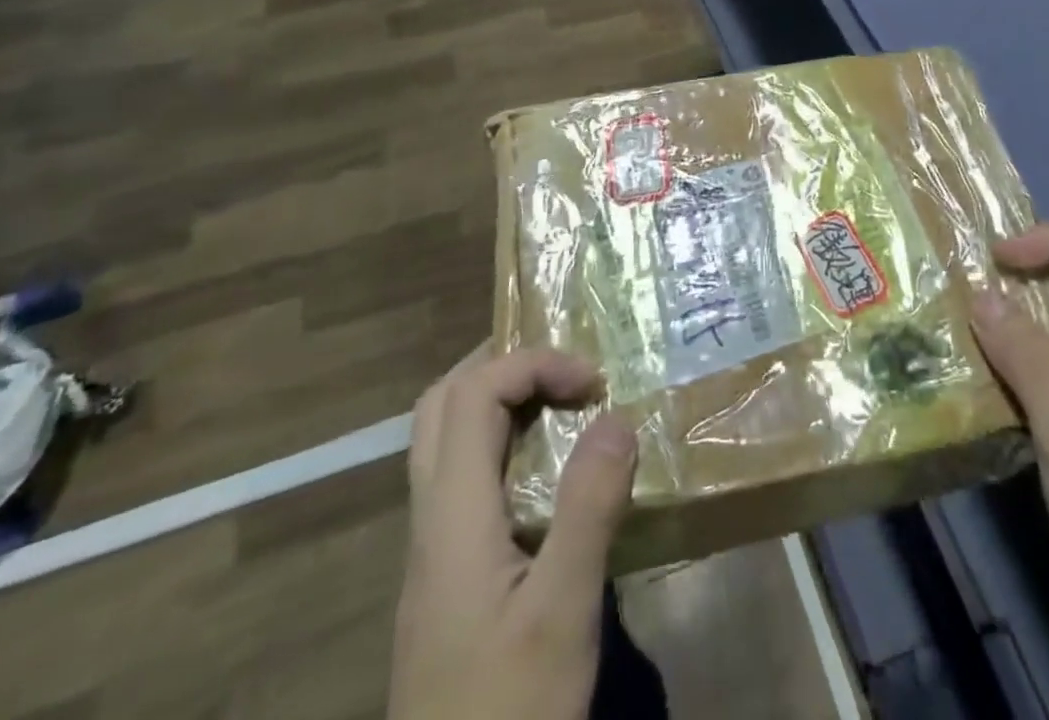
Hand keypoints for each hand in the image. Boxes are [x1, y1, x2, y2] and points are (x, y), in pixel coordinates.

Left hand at [389, 345, 638, 719]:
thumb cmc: (507, 716)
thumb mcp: (562, 614)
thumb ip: (588, 508)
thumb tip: (617, 416)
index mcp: (452, 516)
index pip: (475, 393)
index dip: (534, 364)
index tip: (595, 384)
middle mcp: (431, 520)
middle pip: (441, 403)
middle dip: (503, 363)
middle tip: (563, 366)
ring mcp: (433, 551)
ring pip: (443, 440)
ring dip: (496, 399)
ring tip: (557, 401)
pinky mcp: (447, 579)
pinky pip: (462, 477)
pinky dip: (499, 443)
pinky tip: (544, 472)